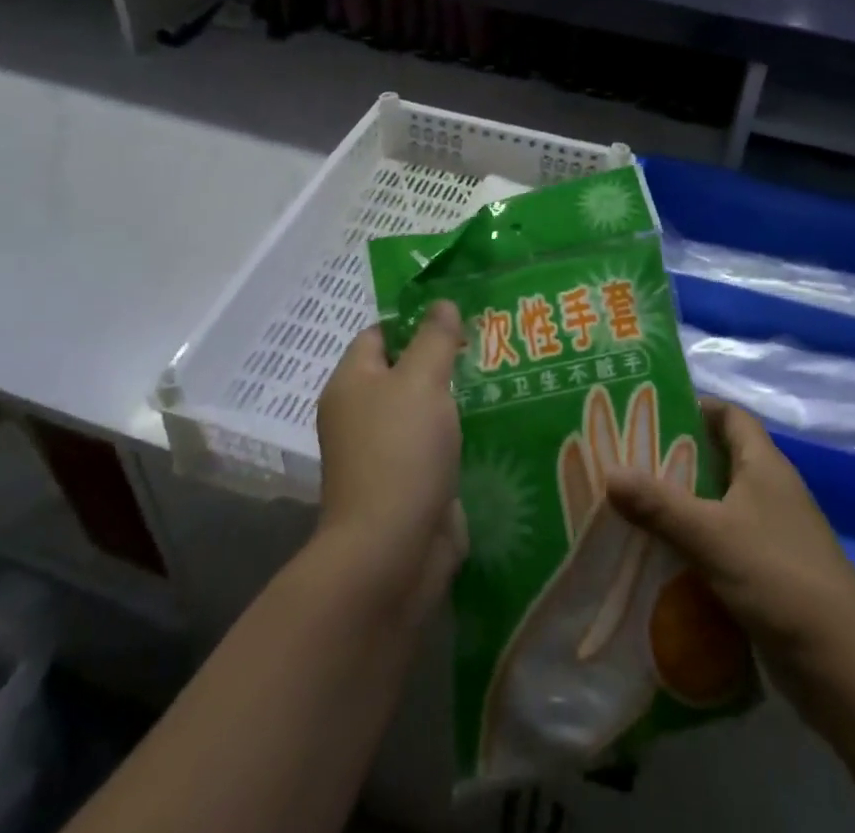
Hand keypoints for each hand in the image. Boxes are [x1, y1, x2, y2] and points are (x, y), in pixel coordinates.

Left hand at [314, 303, 468, 619]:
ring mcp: (387, 452)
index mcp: (353, 384)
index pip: (380, 334)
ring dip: (458, 398)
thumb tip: (440, 303)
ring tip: (502, 375)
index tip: (459, 314)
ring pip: (426, 410)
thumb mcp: (420, 380)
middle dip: (444, 358)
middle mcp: (363, 415)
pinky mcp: (413, 482)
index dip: (415, 320)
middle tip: (489, 341)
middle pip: (405, 372)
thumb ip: (434, 338)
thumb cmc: (400, 451)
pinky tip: (498, 420)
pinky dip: (463, 434)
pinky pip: (439, 445)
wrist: (393, 551)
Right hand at [604, 399, 854, 692]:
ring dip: (680, 507)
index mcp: (764, 465)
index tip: (648, 411)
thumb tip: (609, 471)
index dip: (694, 407)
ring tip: (629, 507)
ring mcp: (772, 535)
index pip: (730, 416)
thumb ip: (659, 504)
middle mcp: (769, 491)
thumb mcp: (712, 535)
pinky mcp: (768, 576)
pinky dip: (693, 547)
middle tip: (624, 460)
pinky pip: (722, 547)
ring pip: (717, 506)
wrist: (845, 667)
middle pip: (718, 459)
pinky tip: (657, 558)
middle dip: (674, 459)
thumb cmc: (780, 578)